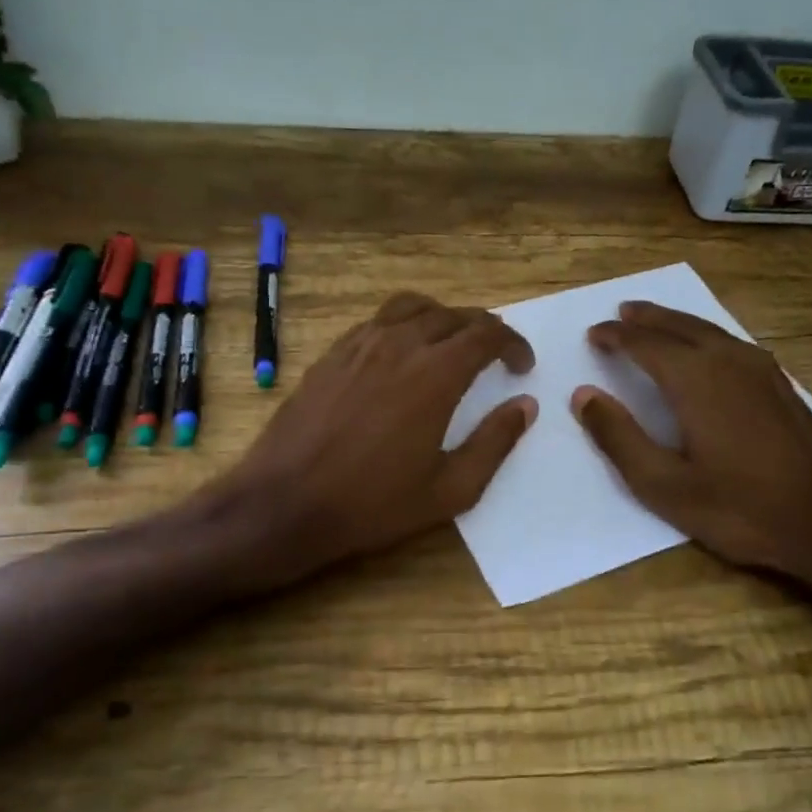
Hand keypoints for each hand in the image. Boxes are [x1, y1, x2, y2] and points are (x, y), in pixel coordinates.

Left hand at [221, 293, 536, 575]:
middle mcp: (398, 345)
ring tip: (450, 345)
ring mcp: (358, 346)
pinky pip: (376, 322)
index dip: (513, 343)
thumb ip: (494, 443)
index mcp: (435, 375)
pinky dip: (402, 326)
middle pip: (452, 315)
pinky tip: (400, 356)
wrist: (286, 503)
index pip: (486, 334)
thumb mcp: (450, 489)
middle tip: (493, 356)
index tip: (521, 366)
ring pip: (411, 308)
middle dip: (482, 329)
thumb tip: (525, 406)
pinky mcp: (330, 355)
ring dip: (442, 319)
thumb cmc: (374, 504)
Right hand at [570, 301, 811, 587]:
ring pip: (710, 331)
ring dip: (677, 323)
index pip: (645, 344)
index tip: (593, 334)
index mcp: (696, 380)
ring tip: (655, 322)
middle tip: (622, 312)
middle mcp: (729, 361)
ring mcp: (763, 371)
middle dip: (647, 318)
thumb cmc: (739, 508)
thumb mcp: (664, 485)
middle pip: (680, 326)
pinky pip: (732, 344)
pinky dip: (706, 336)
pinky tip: (706, 350)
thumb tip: (583, 396)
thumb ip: (619, 437)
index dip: (615, 337)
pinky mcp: (782, 386)